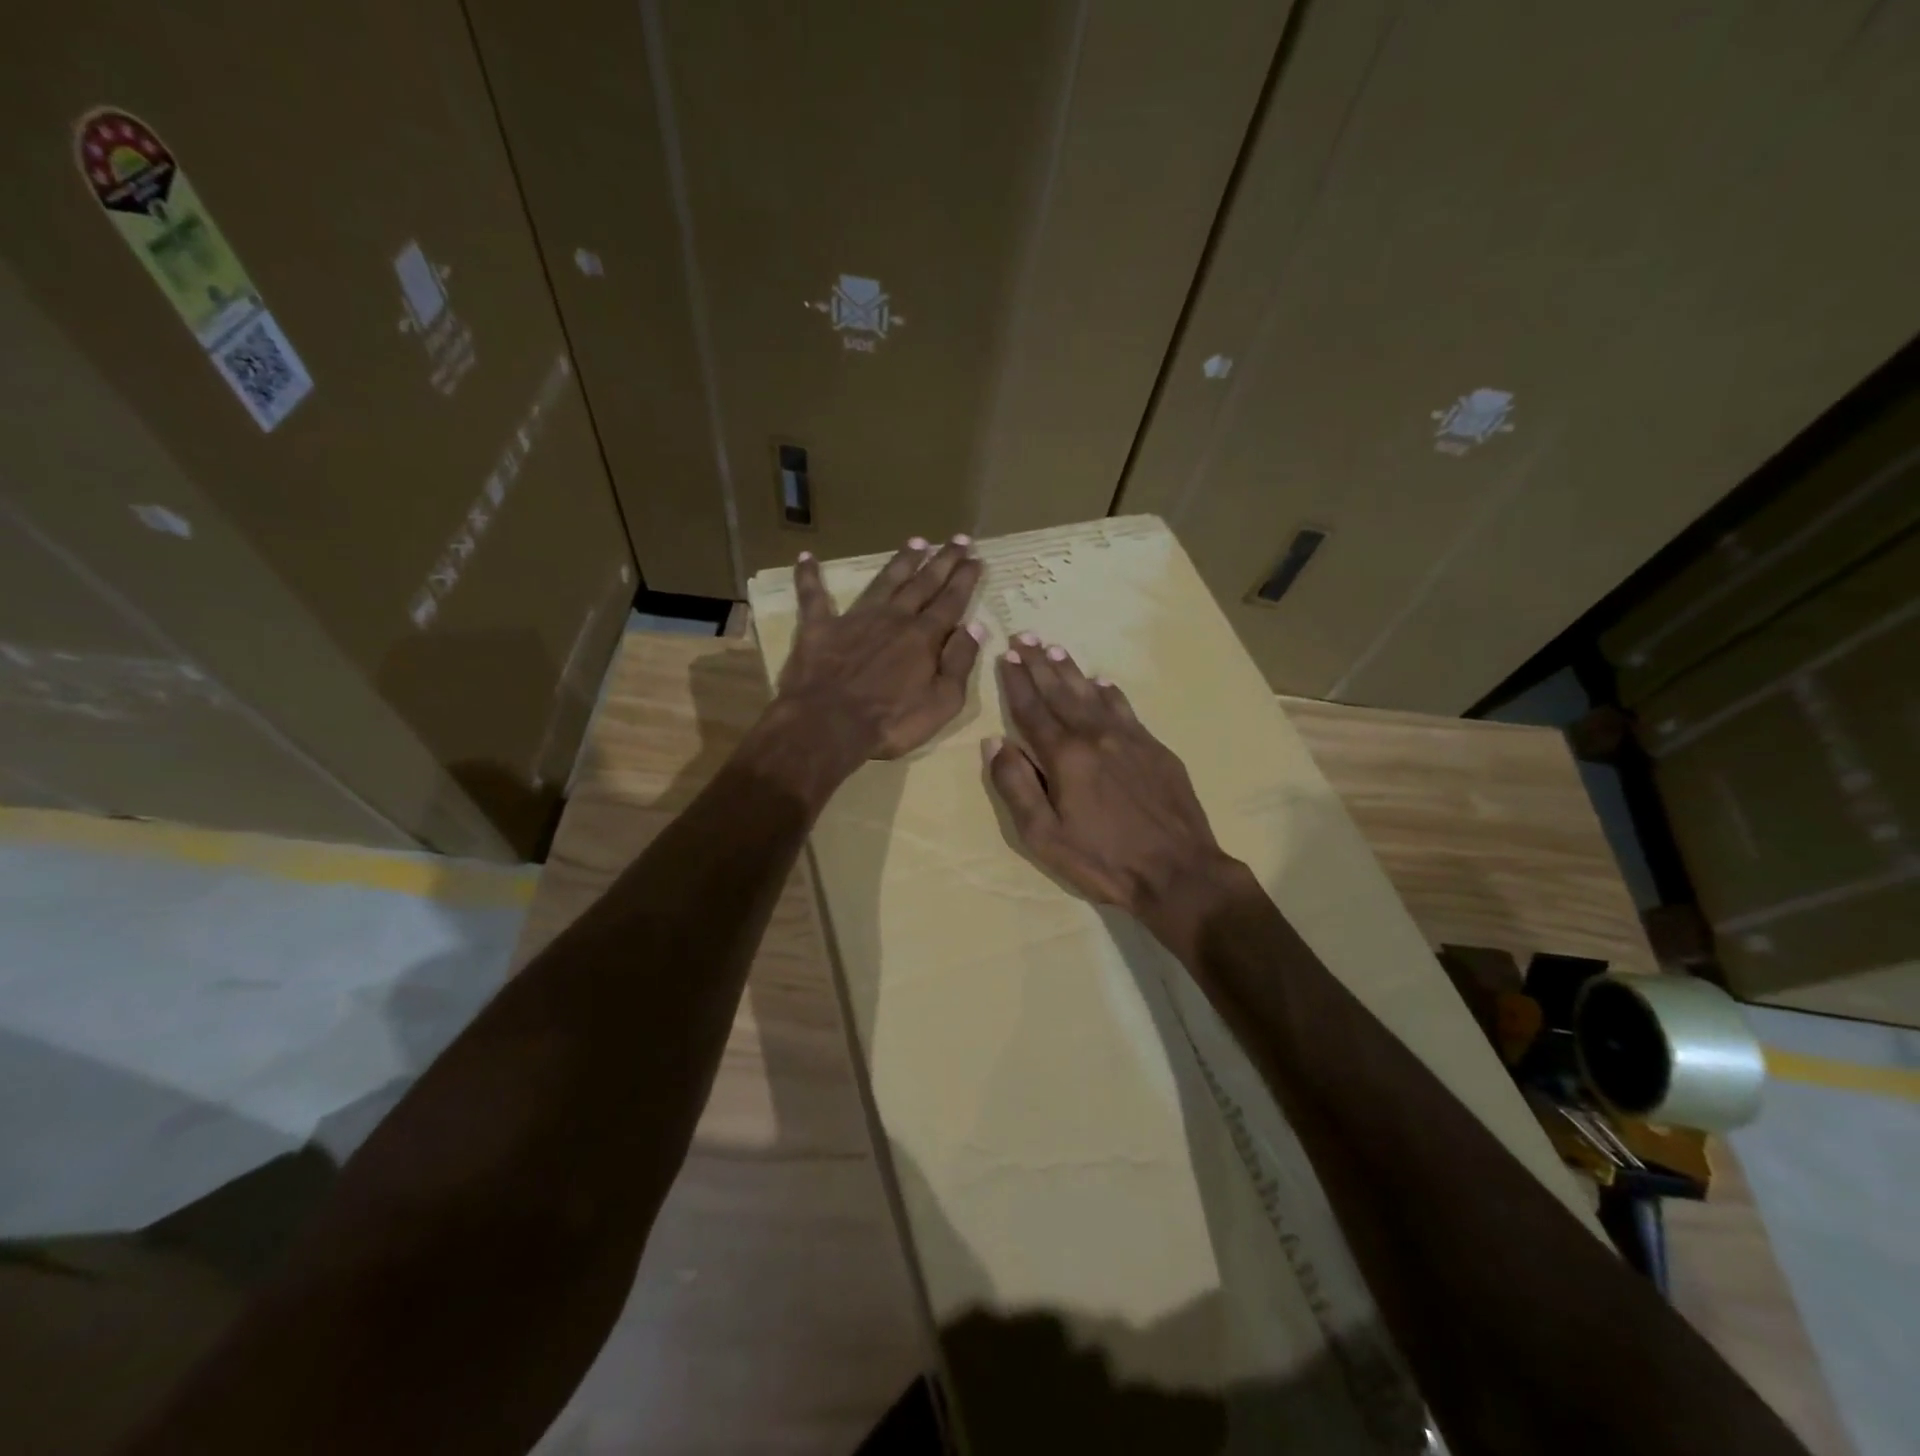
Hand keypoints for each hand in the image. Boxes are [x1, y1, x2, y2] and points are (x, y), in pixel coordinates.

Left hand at [775, 536, 985, 762]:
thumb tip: (975, 628)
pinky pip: (812, 596)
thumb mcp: (942, 702)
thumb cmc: (891, 722)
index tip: (976, 558)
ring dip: (901, 561)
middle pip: (923, 584)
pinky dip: (809, 576)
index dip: (965, 579)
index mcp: (924, 637)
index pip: (951, 602)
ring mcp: (855, 619)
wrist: (828, 726)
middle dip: (943, 561)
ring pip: (883, 581)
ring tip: (917, 541)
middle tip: (958, 539)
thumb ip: (960, 663)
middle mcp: (893, 618)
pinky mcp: (819, 628)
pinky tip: (806, 557)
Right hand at [985, 637, 1246, 939]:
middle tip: (1024, 636)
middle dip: (1039, 663)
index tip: (1004, 656)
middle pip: (1060, 691)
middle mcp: (1095, 735)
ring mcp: (1130, 738)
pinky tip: (1103, 682)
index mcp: (1064, 756)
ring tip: (1055, 649)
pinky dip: (1110, 692)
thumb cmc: (1103, 860)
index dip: (1015, 682)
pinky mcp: (1155, 748)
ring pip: (1093, 694)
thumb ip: (1016, 786)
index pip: (1031, 709)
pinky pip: (1126, 708)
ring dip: (1071, 670)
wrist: (1178, 872)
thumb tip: (994, 742)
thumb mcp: (1044, 836)